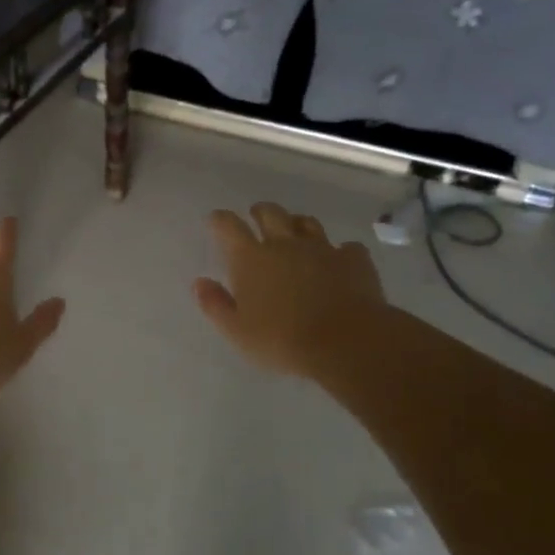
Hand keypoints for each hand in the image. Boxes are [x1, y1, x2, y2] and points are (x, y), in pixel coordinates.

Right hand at [193, 202, 388, 383]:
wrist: (346, 342)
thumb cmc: (282, 340)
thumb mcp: (237, 331)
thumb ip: (215, 304)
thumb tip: (199, 282)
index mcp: (251, 258)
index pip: (229, 226)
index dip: (220, 220)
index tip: (216, 220)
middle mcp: (285, 244)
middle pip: (271, 214)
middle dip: (261, 212)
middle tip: (257, 216)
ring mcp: (322, 249)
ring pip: (307, 223)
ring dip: (297, 224)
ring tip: (295, 232)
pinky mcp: (354, 260)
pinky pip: (347, 247)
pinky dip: (340, 252)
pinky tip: (340, 261)